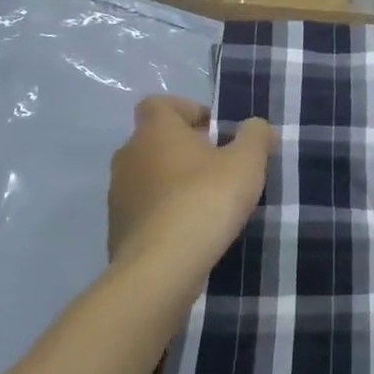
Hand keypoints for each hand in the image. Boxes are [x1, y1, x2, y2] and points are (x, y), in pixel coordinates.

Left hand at [108, 96, 273, 279]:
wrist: (161, 269)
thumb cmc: (205, 200)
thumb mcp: (247, 162)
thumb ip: (255, 136)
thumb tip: (255, 126)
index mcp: (155, 131)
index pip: (160, 104)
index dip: (188, 110)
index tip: (215, 131)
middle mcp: (129, 156)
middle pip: (156, 141)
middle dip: (186, 150)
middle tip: (219, 168)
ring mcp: (118, 195)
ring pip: (149, 177)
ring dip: (174, 183)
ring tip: (207, 203)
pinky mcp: (117, 231)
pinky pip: (145, 211)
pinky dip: (164, 214)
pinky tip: (190, 232)